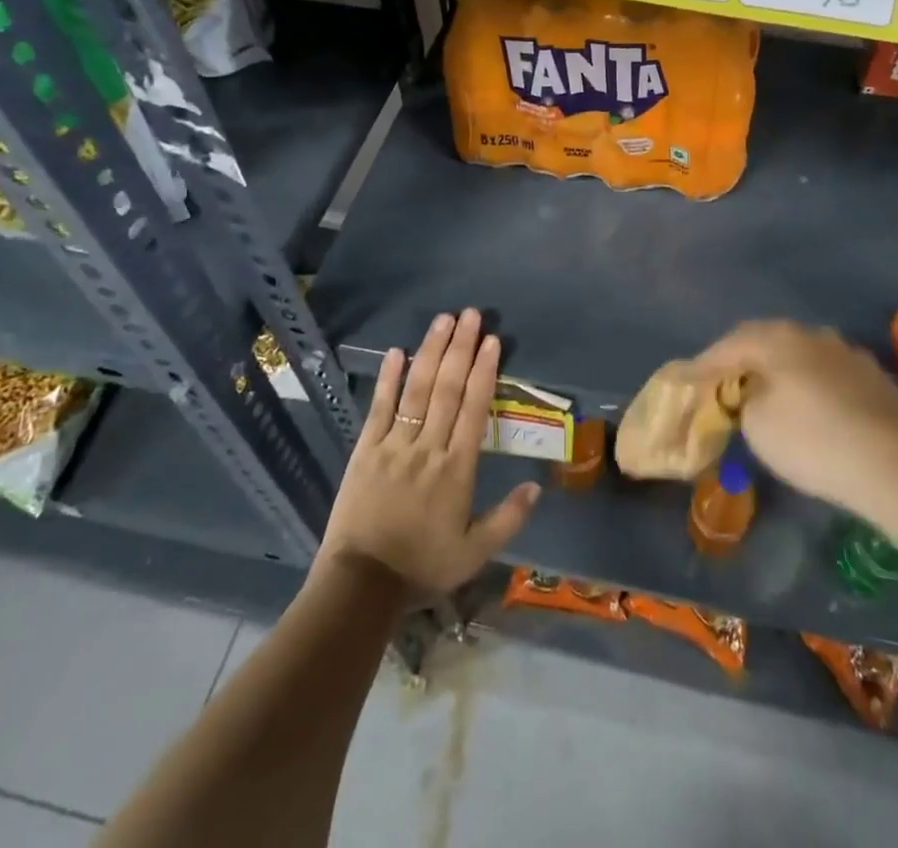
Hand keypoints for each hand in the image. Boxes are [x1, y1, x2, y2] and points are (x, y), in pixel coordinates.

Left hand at [316, 308, 539, 596]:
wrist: (361, 584)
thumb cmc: (421, 567)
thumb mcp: (473, 554)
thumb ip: (507, 519)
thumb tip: (536, 486)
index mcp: (457, 469)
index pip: (475, 409)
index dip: (485, 371)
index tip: (492, 340)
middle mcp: (429, 448)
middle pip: (448, 389)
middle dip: (461, 348)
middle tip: (471, 314)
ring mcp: (395, 445)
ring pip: (417, 390)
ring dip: (431, 352)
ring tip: (443, 320)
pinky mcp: (366, 450)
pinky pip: (379, 408)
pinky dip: (388, 379)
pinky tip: (397, 351)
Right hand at [685, 320, 897, 519]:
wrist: (897, 467)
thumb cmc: (812, 441)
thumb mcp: (757, 426)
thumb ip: (743, 401)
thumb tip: (751, 394)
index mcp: (777, 338)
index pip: (728, 345)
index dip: (703, 365)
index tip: (685, 379)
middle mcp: (812, 334)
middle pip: (765, 341)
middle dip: (742, 361)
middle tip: (724, 383)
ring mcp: (847, 353)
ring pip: (800, 355)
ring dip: (779, 371)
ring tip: (766, 394)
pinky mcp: (874, 378)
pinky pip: (827, 374)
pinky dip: (809, 386)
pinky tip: (810, 408)